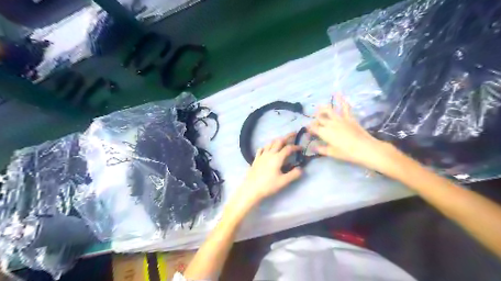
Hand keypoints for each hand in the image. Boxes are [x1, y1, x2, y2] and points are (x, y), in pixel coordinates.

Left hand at [228, 133, 303, 210]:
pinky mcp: (256, 159)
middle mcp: (270, 153)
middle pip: (279, 141)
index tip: (301, 148)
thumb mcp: (284, 182)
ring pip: (270, 143)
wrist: (251, 189)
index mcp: (277, 158)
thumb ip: (294, 174)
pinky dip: (266, 146)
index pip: (288, 148)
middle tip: (293, 134)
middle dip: (287, 137)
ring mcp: (261, 155)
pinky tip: (267, 149)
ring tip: (282, 140)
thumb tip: (301, 169)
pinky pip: (261, 149)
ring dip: (277, 140)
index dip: (296, 147)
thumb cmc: (268, 186)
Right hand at [310, 94, 395, 171]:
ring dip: (322, 108)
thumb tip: (313, 147)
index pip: (313, 128)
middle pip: (319, 118)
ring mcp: (340, 119)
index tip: (308, 132)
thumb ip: (321, 149)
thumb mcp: (332, 153)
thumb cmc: (347, 153)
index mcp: (324, 133)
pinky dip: (341, 99)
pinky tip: (338, 93)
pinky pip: (345, 107)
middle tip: (314, 122)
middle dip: (314, 119)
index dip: (309, 129)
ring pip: (328, 110)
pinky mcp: (349, 117)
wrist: (365, 148)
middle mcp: (330, 123)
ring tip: (318, 107)